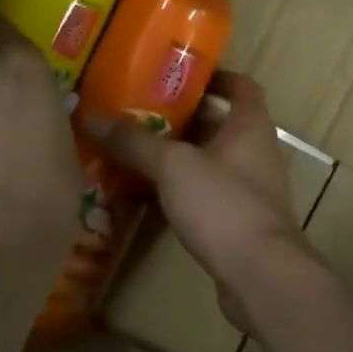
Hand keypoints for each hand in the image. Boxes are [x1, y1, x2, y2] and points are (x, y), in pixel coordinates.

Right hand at [81, 72, 315, 333]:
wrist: (262, 277)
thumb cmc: (224, 205)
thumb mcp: (173, 166)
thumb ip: (134, 141)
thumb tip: (90, 116)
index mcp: (250, 125)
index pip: (241, 85)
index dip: (214, 75)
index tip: (178, 74)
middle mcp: (256, 151)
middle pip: (219, 123)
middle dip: (183, 117)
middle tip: (140, 111)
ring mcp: (252, 189)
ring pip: (211, 160)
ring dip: (179, 155)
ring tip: (136, 150)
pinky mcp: (241, 221)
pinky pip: (208, 194)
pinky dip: (183, 189)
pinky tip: (149, 195)